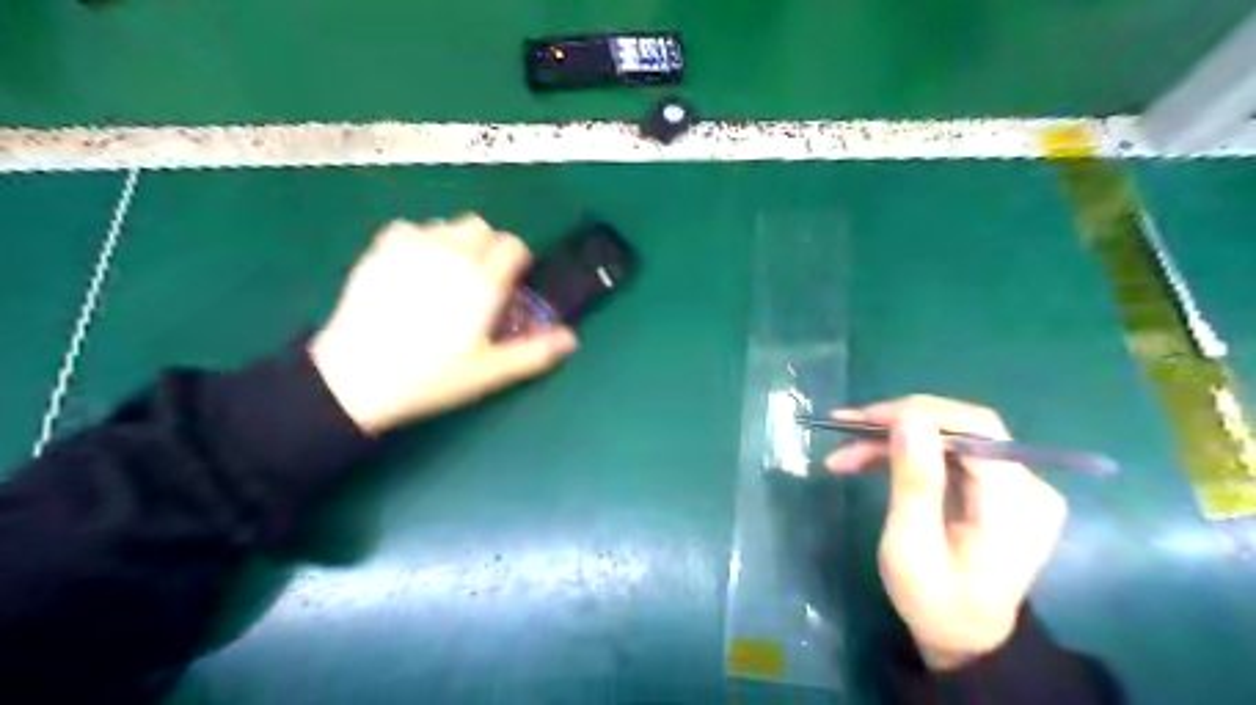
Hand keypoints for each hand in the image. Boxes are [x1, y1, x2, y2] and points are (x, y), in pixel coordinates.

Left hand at [312, 216, 574, 435]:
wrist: (358, 376)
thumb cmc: (431, 376)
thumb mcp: (490, 371)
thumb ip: (535, 353)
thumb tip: (571, 340)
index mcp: (483, 281)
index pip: (513, 246)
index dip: (518, 262)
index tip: (511, 283)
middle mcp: (452, 254)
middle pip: (483, 227)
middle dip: (489, 246)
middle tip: (481, 279)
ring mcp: (413, 247)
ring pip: (448, 224)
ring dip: (457, 242)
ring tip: (448, 274)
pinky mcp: (381, 250)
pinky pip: (410, 228)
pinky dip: (420, 240)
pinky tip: (414, 267)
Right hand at [828, 396, 1067, 671]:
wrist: (968, 639)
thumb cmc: (934, 602)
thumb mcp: (912, 547)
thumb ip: (915, 482)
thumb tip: (909, 418)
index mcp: (1015, 503)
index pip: (974, 427)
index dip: (916, 412)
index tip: (861, 420)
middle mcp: (1028, 484)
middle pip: (961, 426)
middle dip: (897, 423)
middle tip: (844, 432)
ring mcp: (1018, 485)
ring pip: (950, 436)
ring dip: (895, 438)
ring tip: (846, 454)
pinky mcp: (1001, 487)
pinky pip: (950, 452)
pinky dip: (908, 451)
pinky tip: (871, 459)